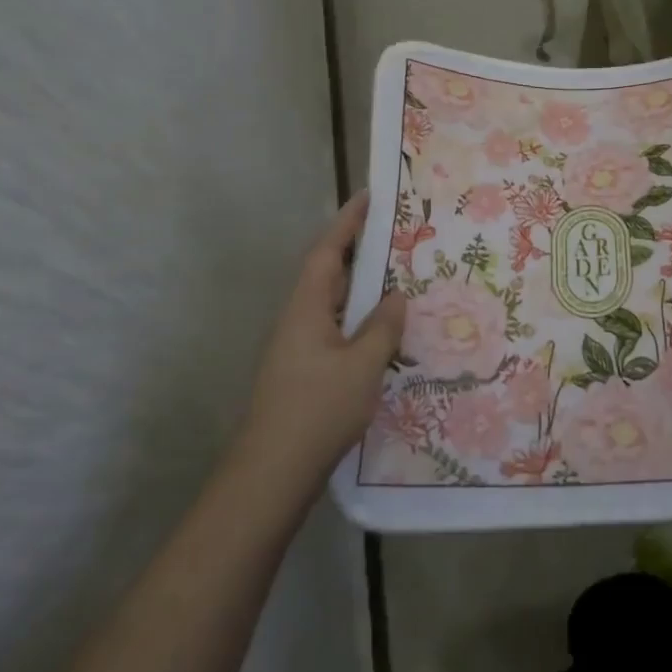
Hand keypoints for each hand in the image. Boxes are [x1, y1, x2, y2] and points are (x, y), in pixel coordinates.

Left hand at [233, 191, 405, 507]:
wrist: (271, 475)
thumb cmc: (317, 410)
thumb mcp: (363, 365)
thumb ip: (383, 327)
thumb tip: (397, 296)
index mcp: (307, 308)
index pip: (328, 251)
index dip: (348, 222)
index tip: (370, 197)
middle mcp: (299, 320)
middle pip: (329, 274)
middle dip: (360, 251)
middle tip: (398, 236)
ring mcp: (298, 348)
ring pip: (334, 305)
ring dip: (363, 288)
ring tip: (400, 277)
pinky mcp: (304, 372)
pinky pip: (336, 331)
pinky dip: (360, 320)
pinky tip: (385, 333)